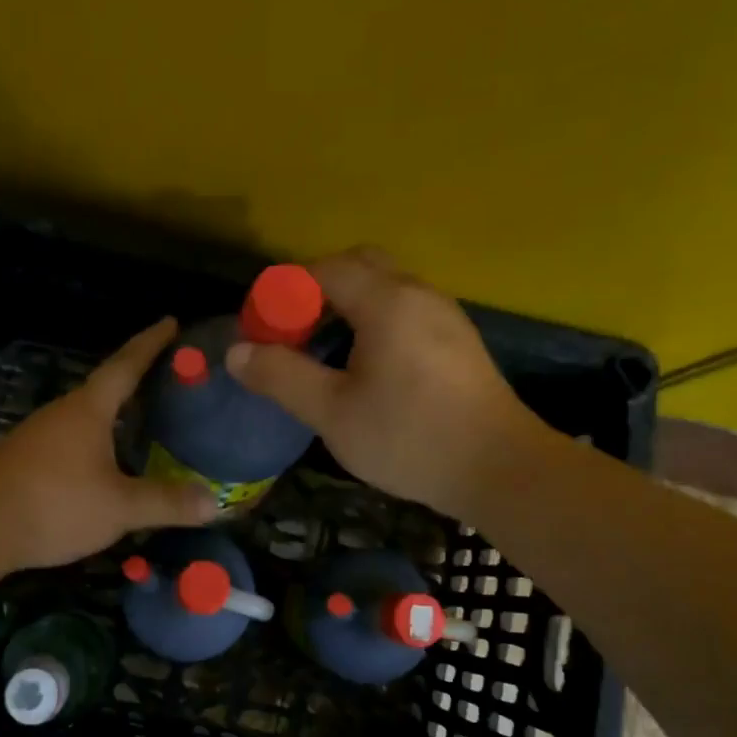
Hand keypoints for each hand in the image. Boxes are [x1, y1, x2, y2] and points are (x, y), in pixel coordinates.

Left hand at [0, 316, 218, 569]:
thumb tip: (214, 502)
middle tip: (167, 381)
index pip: (126, 365)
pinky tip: (104, 465)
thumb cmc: (55, 504)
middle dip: (135, 382)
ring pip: (85, 418)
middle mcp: (62, 413)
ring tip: (141, 423)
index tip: (170, 322)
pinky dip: (94, 444)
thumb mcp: (119, 506)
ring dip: (113, 417)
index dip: (150, 344)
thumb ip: (166, 502)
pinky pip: (69, 442)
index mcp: (88, 410)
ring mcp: (38, 436)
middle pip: (104, 389)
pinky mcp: (24, 461)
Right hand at [224, 248, 552, 520]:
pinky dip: (374, 321)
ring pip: (385, 288)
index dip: (284, 291)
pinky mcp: (458, 340)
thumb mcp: (332, 413)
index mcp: (386, 301)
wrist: (500, 470)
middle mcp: (418, 293)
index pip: (323, 269)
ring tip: (323, 353)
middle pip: (358, 266)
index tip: (263, 328)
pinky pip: (405, 310)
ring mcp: (444, 314)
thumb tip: (236, 352)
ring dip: (347, 307)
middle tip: (294, 334)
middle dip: (317, 291)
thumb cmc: (409, 438)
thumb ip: (281, 377)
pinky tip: (365, 367)